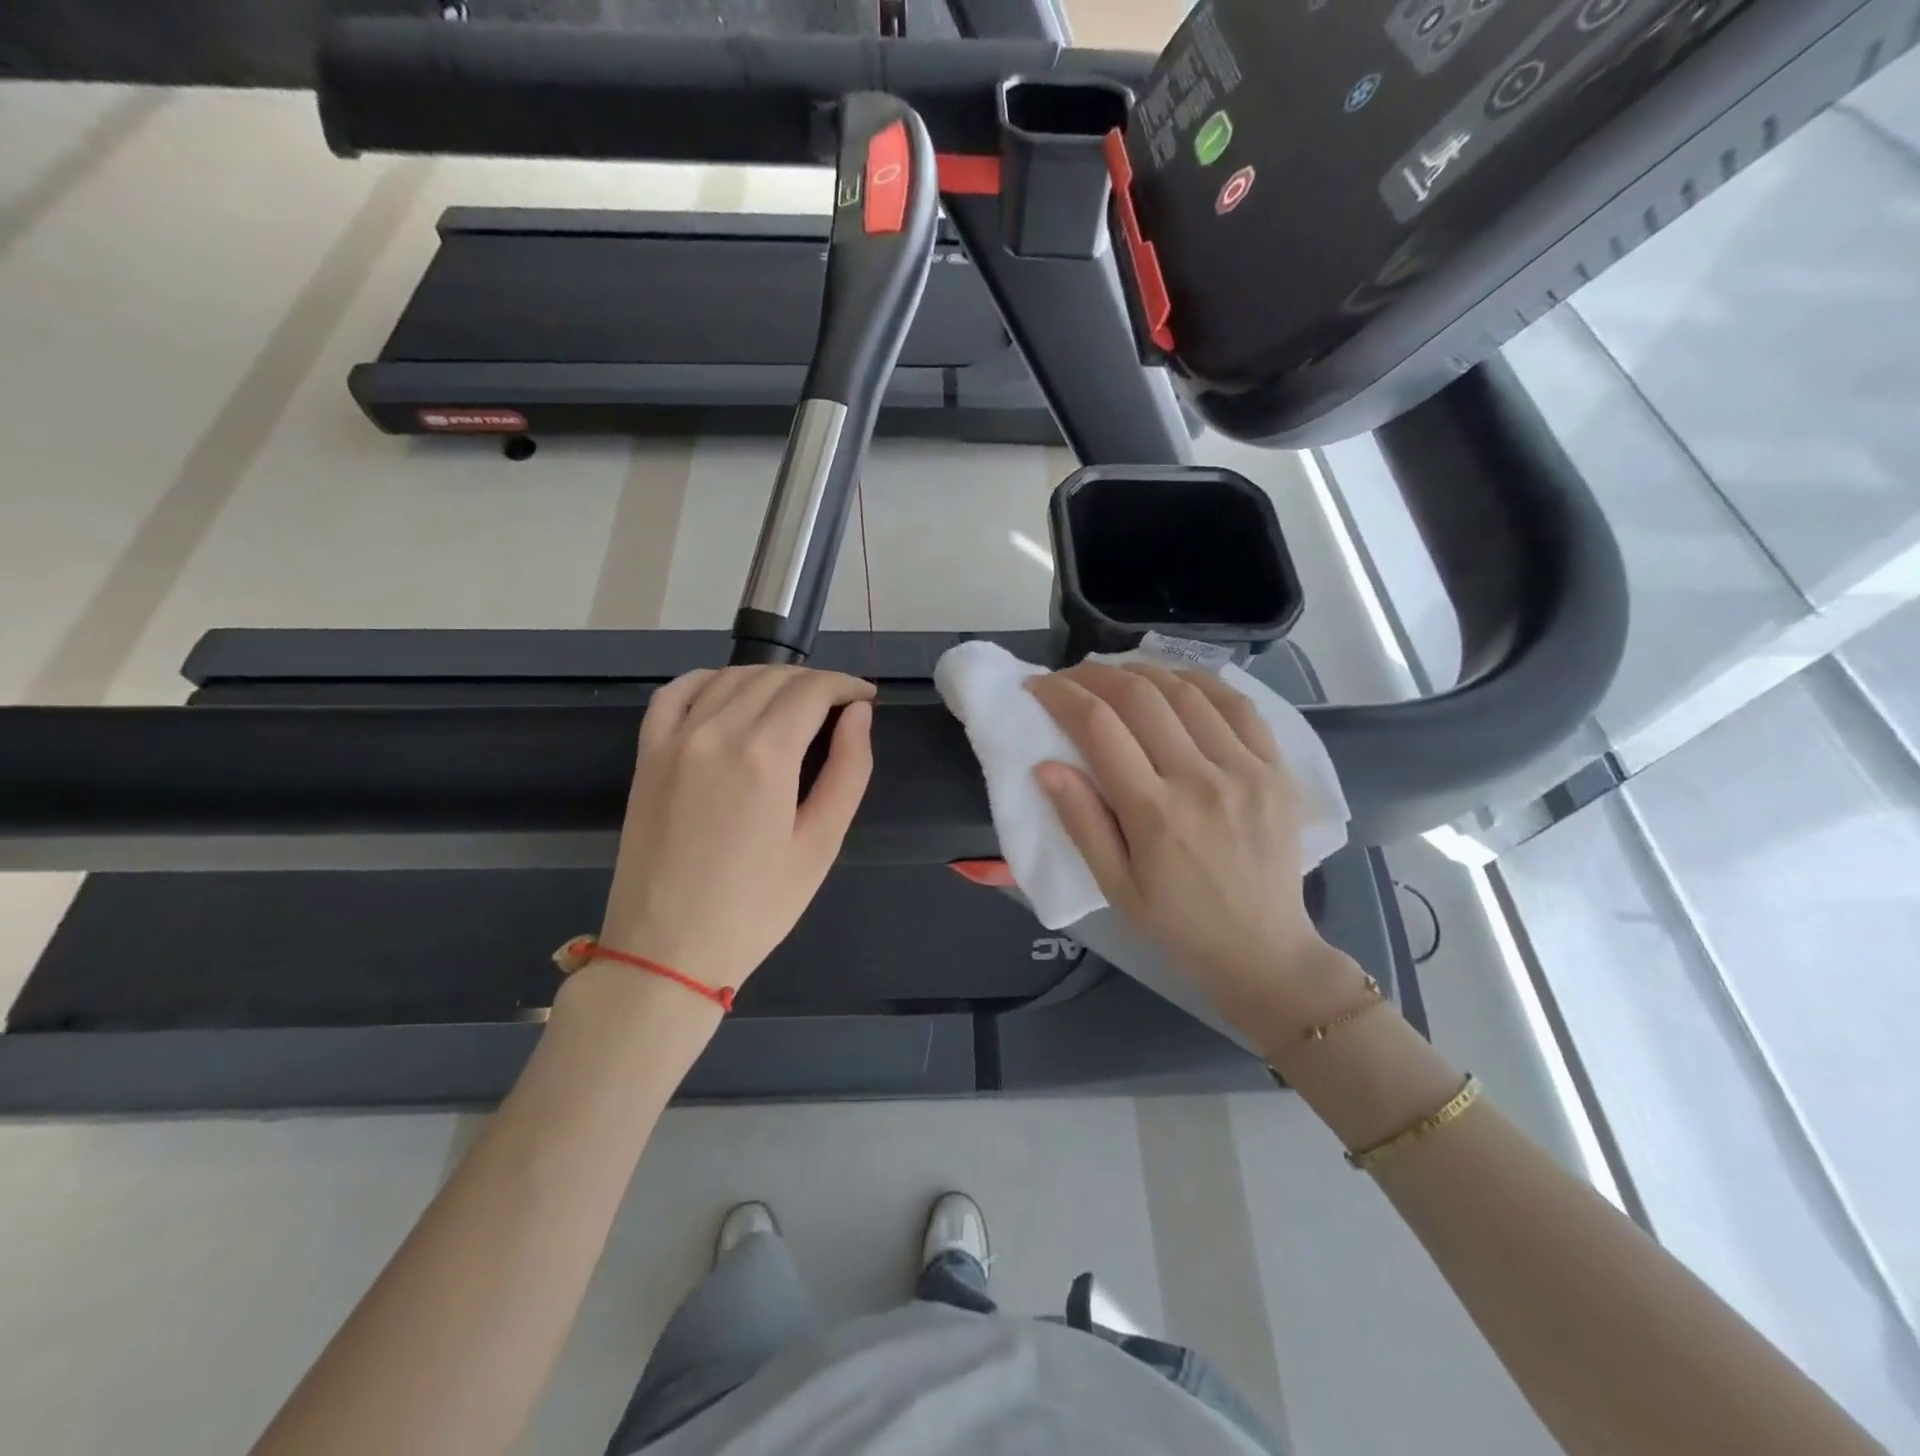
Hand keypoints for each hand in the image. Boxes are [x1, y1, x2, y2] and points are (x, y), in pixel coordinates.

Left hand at [596, 666, 875, 992]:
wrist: (666, 950)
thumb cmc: (756, 907)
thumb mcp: (821, 845)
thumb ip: (848, 770)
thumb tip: (859, 715)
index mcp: (764, 756)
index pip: (812, 690)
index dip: (846, 686)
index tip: (865, 699)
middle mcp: (716, 732)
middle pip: (774, 678)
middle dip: (815, 683)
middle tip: (839, 708)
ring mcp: (674, 740)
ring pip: (730, 678)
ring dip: (770, 679)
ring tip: (795, 704)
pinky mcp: (647, 755)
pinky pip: (676, 693)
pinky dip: (709, 680)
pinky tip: (729, 693)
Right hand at [1026, 662, 1360, 1038]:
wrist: (1265, 950)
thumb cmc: (1178, 924)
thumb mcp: (1114, 886)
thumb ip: (1081, 822)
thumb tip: (1045, 765)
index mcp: (1154, 813)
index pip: (1098, 727)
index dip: (1061, 696)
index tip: (1038, 686)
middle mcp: (1201, 780)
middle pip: (1140, 696)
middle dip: (1094, 675)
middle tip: (1070, 677)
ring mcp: (1246, 769)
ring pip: (1187, 691)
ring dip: (1142, 671)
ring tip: (1115, 676)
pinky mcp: (1276, 769)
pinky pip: (1238, 704)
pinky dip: (1199, 682)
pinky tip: (1175, 682)